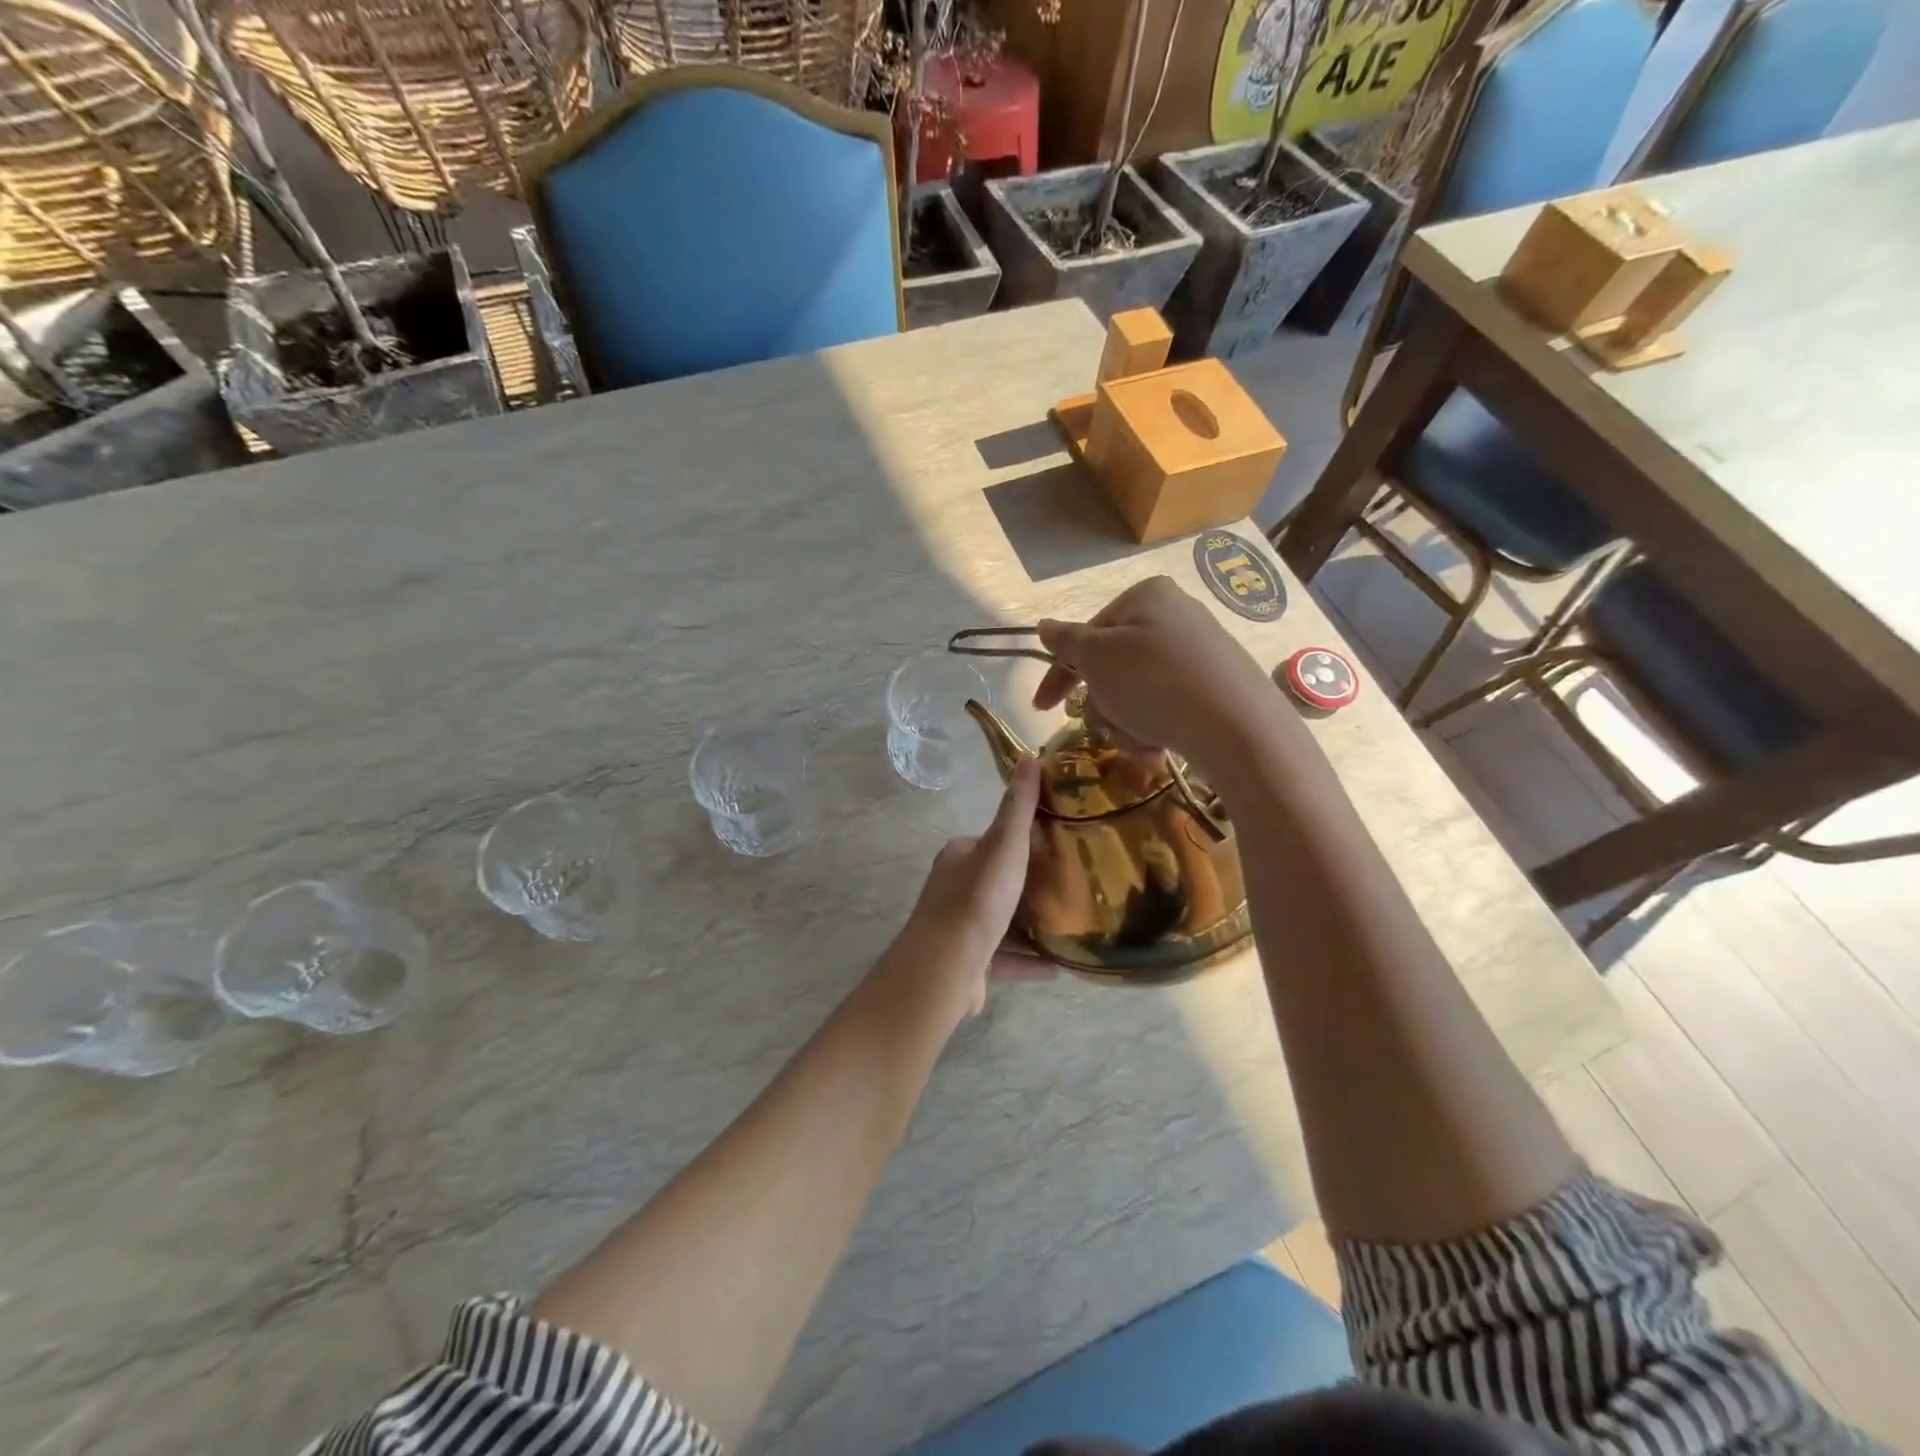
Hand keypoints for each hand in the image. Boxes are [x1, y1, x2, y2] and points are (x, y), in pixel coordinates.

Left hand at [890, 759, 1048, 1022]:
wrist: (947, 965)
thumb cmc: (977, 898)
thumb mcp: (1004, 845)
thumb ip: (1018, 805)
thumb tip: (1028, 756)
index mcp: (958, 857)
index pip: (990, 842)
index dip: (1019, 842)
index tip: (1054, 846)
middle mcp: (952, 890)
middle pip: (996, 882)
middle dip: (1028, 885)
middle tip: (1068, 885)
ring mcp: (957, 930)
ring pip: (1000, 923)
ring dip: (1030, 926)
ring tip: (1068, 925)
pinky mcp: (967, 965)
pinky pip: (1004, 959)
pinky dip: (1028, 961)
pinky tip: (1059, 965)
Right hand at [1035, 577, 1278, 771]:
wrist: (1238, 727)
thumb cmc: (1155, 683)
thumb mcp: (1098, 660)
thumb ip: (1067, 642)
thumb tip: (1044, 625)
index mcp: (1145, 596)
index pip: (1086, 636)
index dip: (1059, 674)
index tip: (1041, 707)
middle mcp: (1174, 614)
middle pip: (1112, 666)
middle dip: (1104, 704)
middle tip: (1110, 725)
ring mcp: (1199, 649)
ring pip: (1136, 690)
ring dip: (1126, 720)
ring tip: (1141, 740)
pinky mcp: (1216, 683)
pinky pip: (1167, 703)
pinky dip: (1155, 725)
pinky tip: (1160, 743)